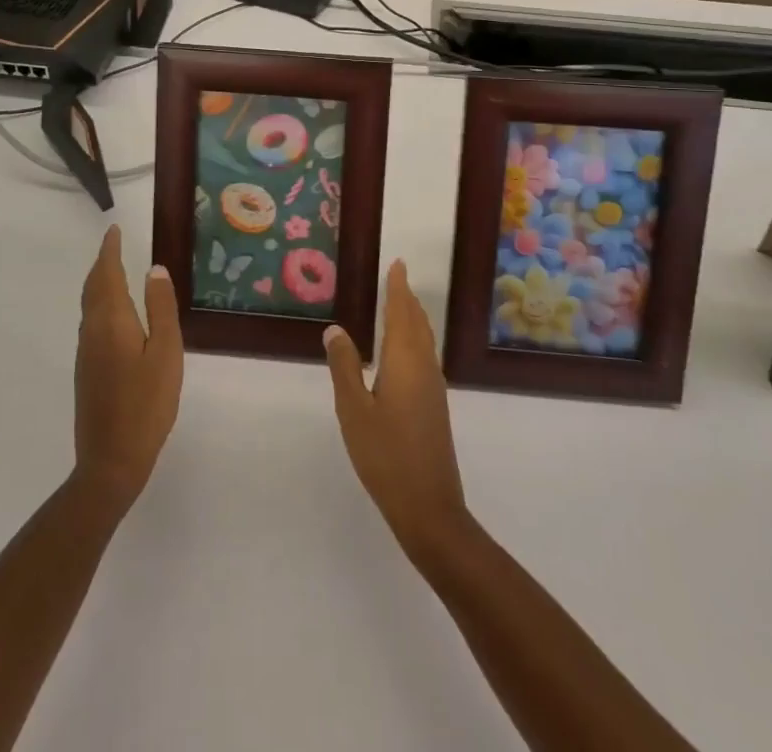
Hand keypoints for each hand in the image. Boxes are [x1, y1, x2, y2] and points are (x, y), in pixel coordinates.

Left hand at [73, 226, 182, 518]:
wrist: (110, 460)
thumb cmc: (146, 404)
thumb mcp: (166, 353)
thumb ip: (161, 309)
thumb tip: (154, 269)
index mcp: (111, 321)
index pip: (107, 274)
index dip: (110, 250)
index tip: (114, 230)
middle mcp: (92, 331)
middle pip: (93, 287)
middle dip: (102, 263)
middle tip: (114, 244)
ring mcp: (86, 353)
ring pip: (89, 305)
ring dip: (99, 282)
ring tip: (115, 270)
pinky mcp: (86, 370)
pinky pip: (91, 322)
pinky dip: (100, 303)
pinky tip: (114, 313)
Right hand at [324, 260, 468, 557]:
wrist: (429, 507)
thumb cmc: (386, 455)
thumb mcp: (354, 410)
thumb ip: (344, 367)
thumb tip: (336, 329)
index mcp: (405, 361)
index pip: (401, 312)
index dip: (398, 287)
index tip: (398, 264)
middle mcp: (424, 367)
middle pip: (417, 322)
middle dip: (406, 298)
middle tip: (397, 277)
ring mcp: (434, 387)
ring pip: (424, 340)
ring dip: (413, 318)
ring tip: (401, 305)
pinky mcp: (435, 406)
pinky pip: (425, 356)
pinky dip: (415, 339)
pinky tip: (405, 352)